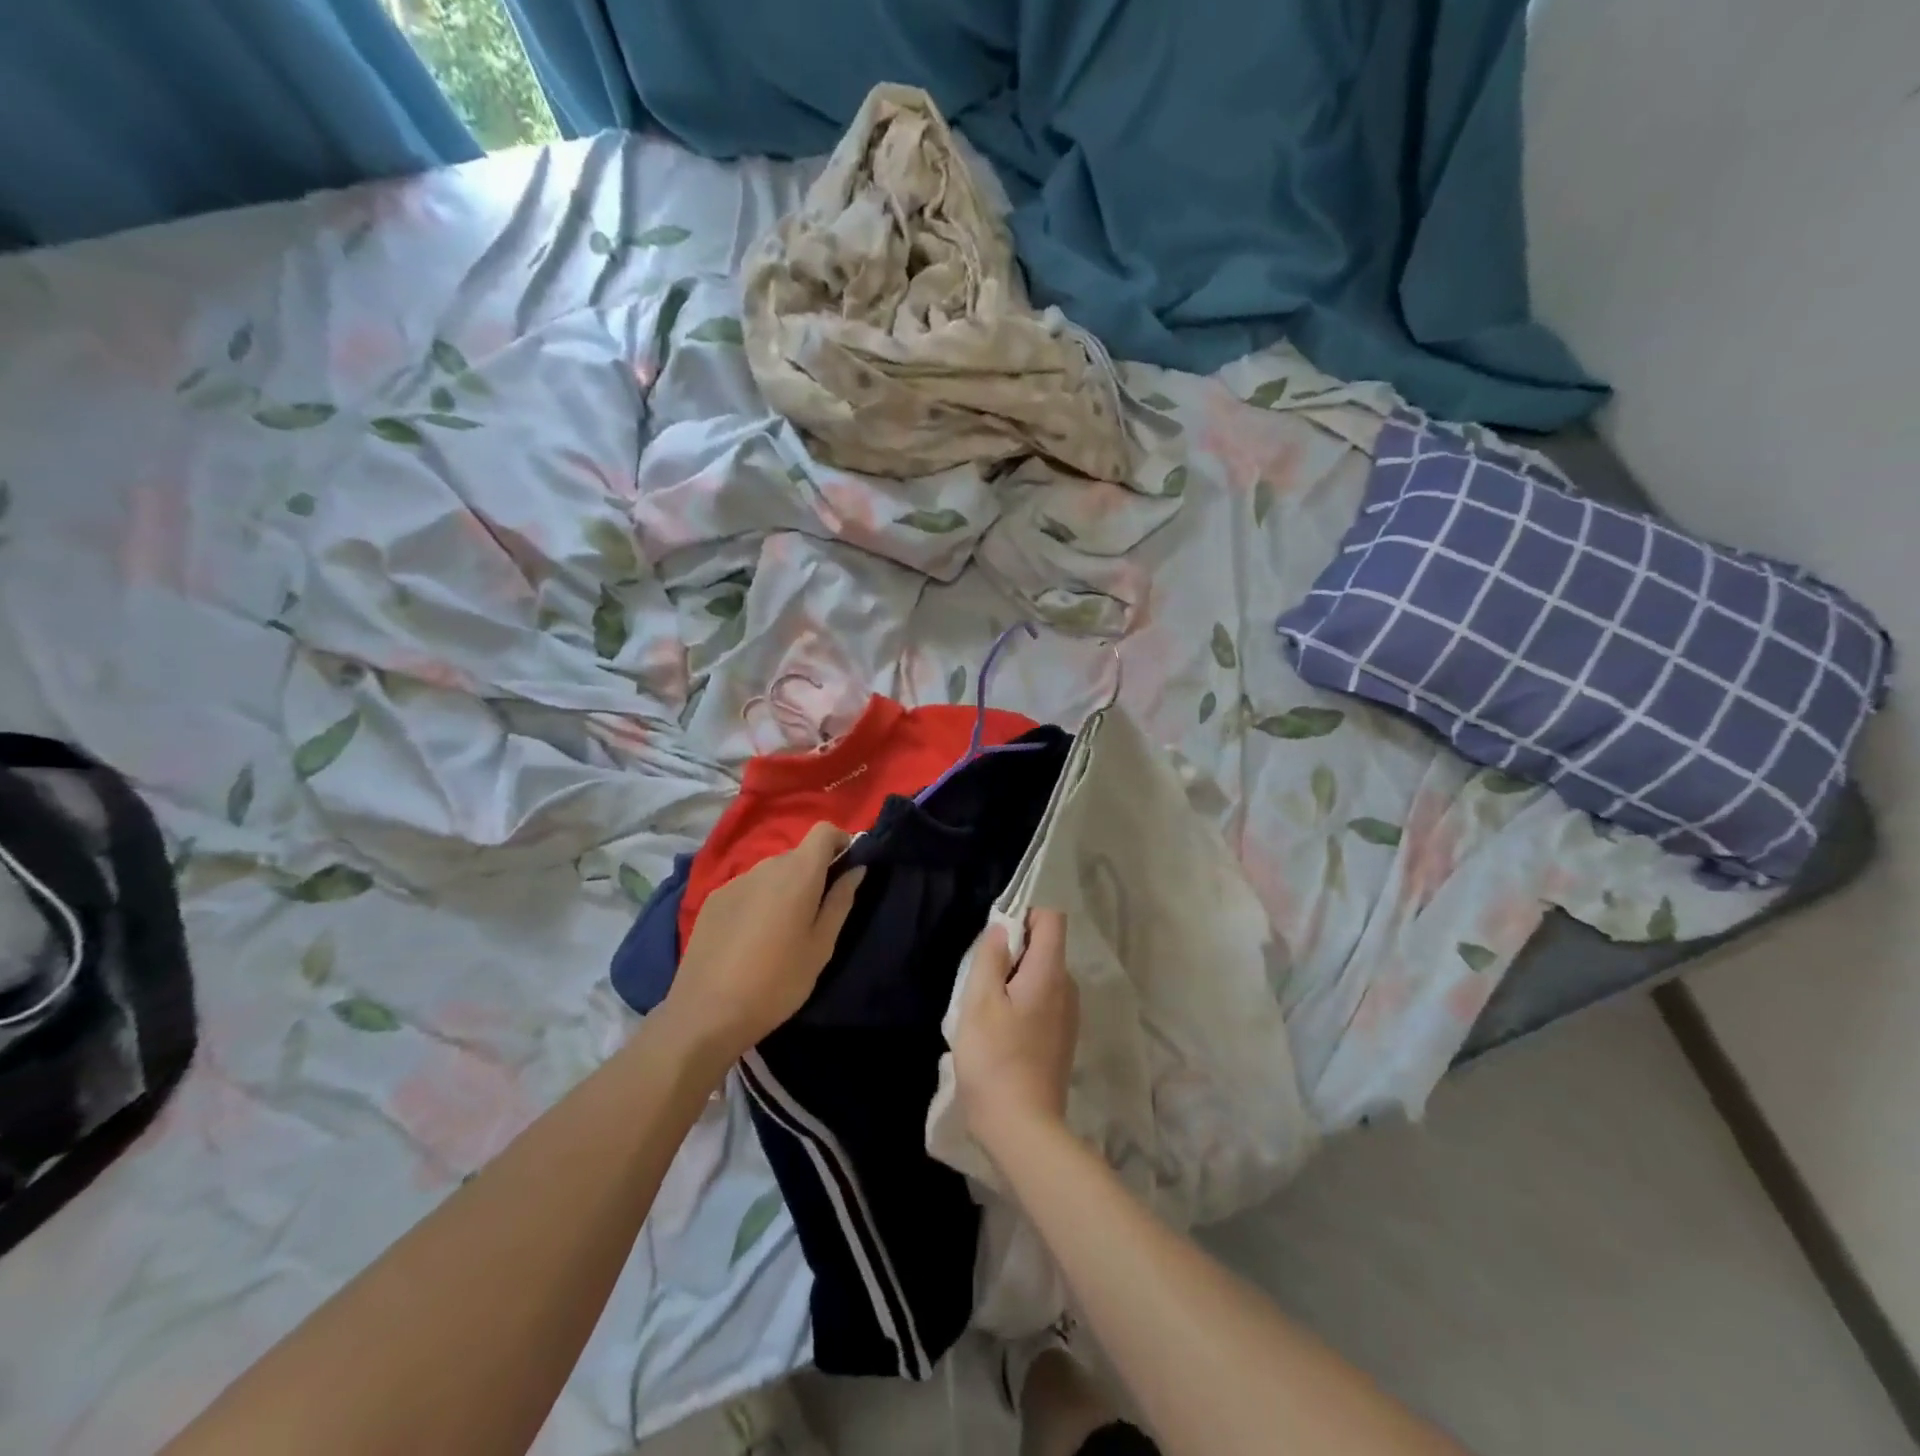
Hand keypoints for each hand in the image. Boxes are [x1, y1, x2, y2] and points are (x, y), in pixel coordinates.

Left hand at [663, 823, 864, 1061]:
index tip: (847, 868)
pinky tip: (752, 938)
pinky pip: (748, 888)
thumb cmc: (777, 982)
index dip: (840, 841)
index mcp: (797, 874)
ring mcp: (734, 881)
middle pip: (797, 854)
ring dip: (785, 888)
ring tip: (783, 930)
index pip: (823, 831)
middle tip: (818, 912)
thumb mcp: (821, 946)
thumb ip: (840, 901)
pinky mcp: (713, 900)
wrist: (706, 1014)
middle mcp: (765, 867)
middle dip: (814, 872)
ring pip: (771, 872)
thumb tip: (856, 868)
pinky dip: (759, 900)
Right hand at [954, 910, 1077, 1151]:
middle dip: (1014, 948)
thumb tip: (1002, 928)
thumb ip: (991, 957)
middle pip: (1046, 946)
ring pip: (1042, 975)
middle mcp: (1067, 988)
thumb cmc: (995, 1059)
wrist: (1023, 1128)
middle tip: (981, 975)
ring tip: (986, 1006)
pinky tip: (1000, 1030)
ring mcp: (1068, 1016)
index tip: (997, 932)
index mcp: (1050, 972)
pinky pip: (1044, 1001)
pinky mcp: (1062, 1039)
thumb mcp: (980, 1001)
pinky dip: (1022, 1001)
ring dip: (1015, 978)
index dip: (1025, 912)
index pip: (1052, 918)